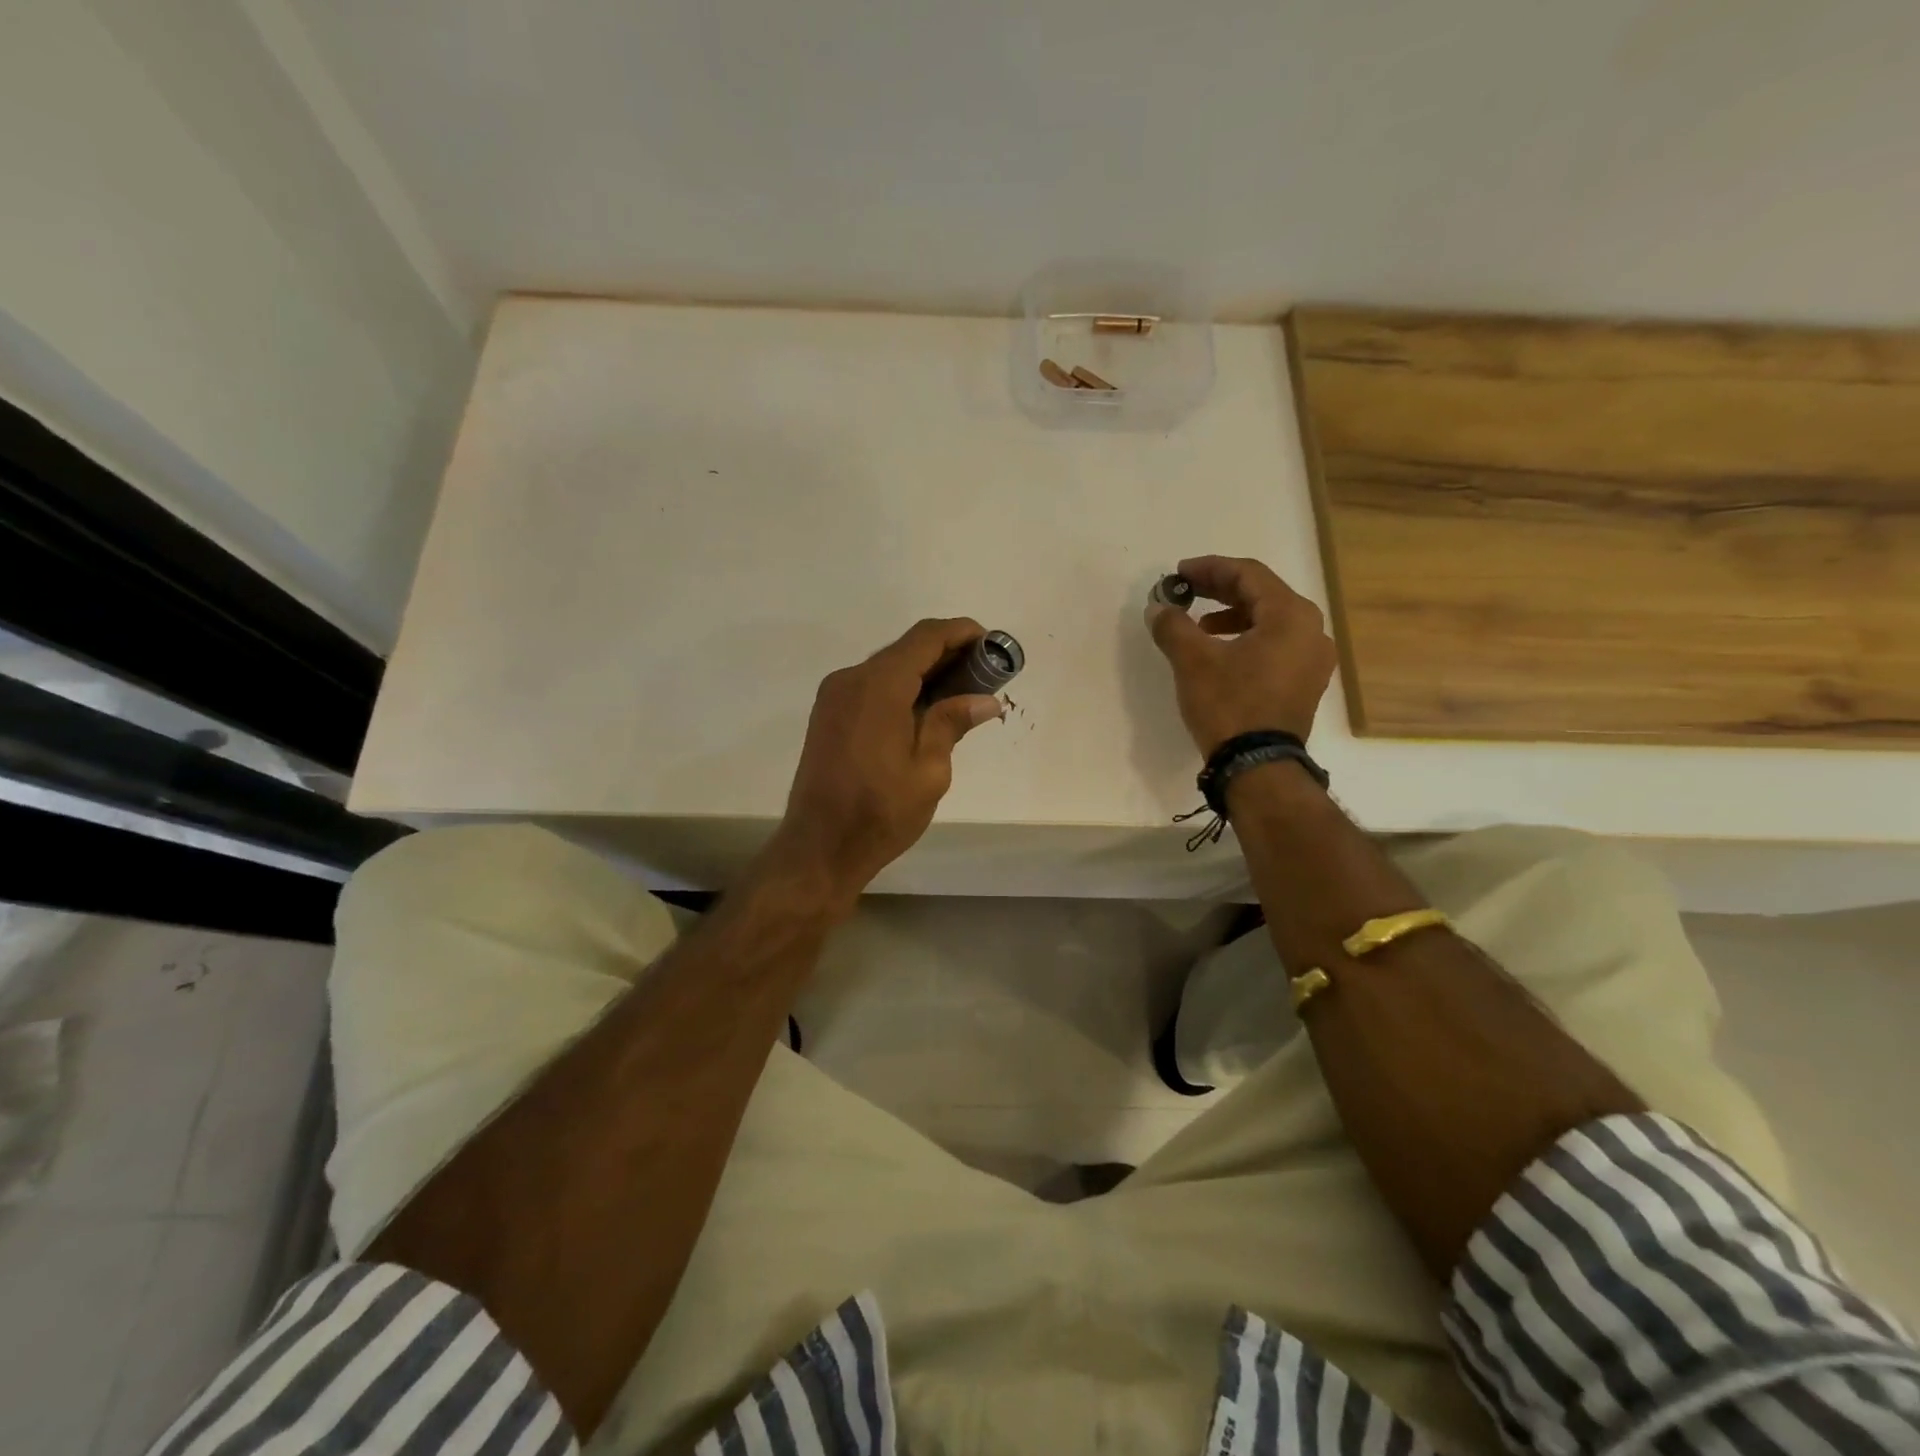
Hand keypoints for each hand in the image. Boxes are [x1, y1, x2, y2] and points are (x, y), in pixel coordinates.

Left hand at [762, 618, 1003, 910]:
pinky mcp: (829, 714)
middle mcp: (851, 679)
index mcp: (878, 687)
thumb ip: (952, 723)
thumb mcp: (929, 771)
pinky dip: (902, 688)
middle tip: (985, 675)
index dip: (962, 632)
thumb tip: (986, 699)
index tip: (992, 644)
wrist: (819, 847)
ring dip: (925, 672)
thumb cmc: (880, 813)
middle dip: (947, 654)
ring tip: (962, 694)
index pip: (925, 638)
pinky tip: (926, 710)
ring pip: (888, 667)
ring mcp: (835, 696)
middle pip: (906, 649)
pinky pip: (872, 686)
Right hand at [1146, 555, 1336, 753]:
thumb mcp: (1193, 661)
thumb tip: (1158, 607)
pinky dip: (1247, 640)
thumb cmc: (1229, 705)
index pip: (1249, 575)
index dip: (1210, 569)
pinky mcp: (1305, 684)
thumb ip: (1173, 626)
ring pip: (1270, 622)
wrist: (1258, 766)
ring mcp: (1313, 660)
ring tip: (1199, 627)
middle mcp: (1311, 631)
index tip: (1179, 573)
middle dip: (1220, 591)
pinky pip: (1276, 646)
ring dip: (1232, 617)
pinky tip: (1221, 654)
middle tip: (1185, 592)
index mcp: (1291, 616)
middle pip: (1262, 595)